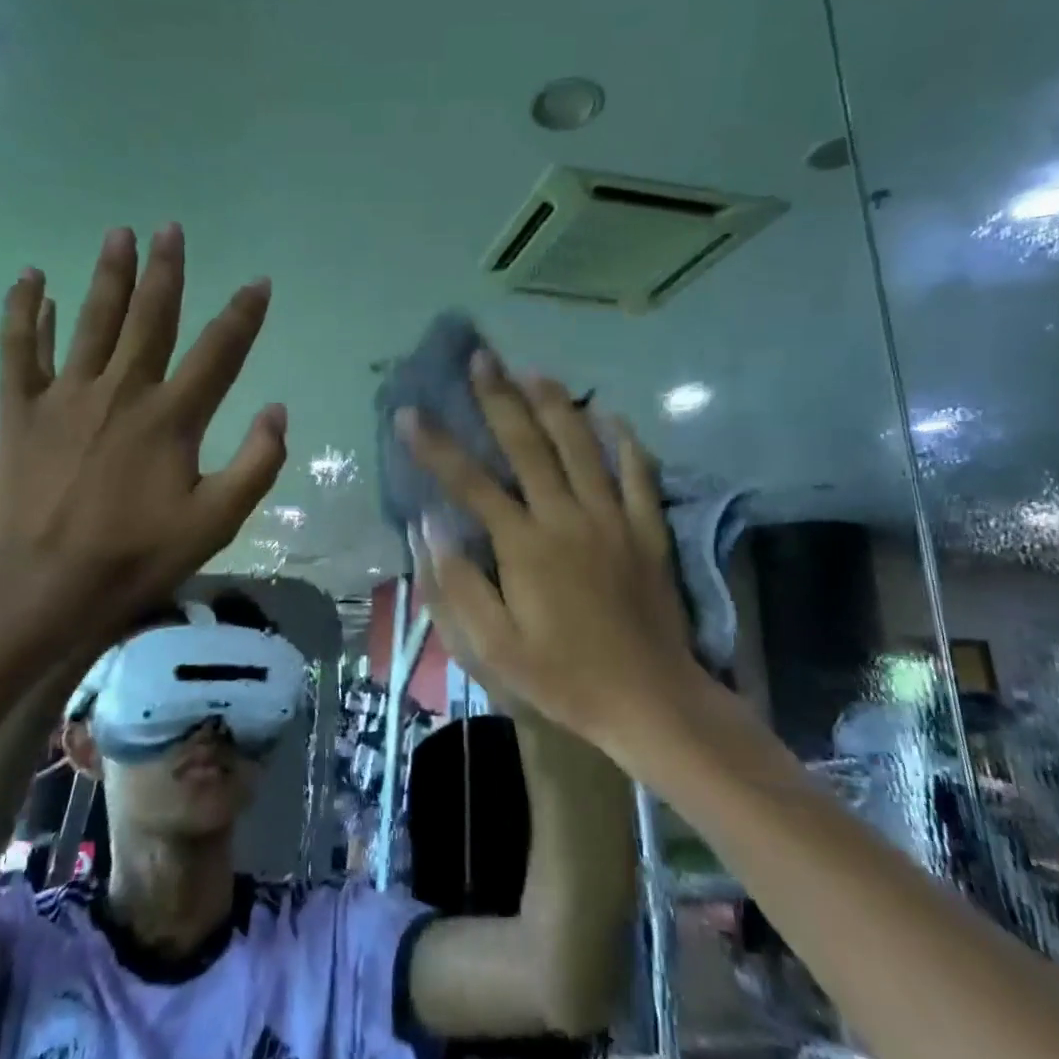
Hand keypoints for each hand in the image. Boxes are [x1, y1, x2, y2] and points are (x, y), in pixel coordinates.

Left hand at [0, 224, 285, 640]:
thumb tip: (277, 410)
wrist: (43, 581)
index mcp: (172, 418)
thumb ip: (256, 465)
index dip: (243, 315)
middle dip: (165, 272)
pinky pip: (19, 348)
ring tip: (118, 234)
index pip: (219, 353)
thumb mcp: (216, 522)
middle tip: (169, 229)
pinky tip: (32, 280)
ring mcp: (67, 395)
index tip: (258, 282)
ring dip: (108, 275)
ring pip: (92, 320)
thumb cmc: (136, 554)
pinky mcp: (20, 408)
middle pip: (151, 318)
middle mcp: (122, 391)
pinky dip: (25, 312)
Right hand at [398, 353, 704, 750]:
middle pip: (529, 445)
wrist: (649, 701)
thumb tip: (430, 526)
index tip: (408, 413)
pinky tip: (612, 414)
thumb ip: (456, 584)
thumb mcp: (493, 647)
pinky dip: (625, 441)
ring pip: (582, 446)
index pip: (470, 483)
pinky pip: (639, 474)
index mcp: (525, 546)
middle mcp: (567, 517)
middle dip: (499, 398)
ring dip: (556, 404)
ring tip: (533, 371)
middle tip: (480, 358)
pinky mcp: (648, 531)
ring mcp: (614, 520)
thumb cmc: (562, 677)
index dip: (435, 446)